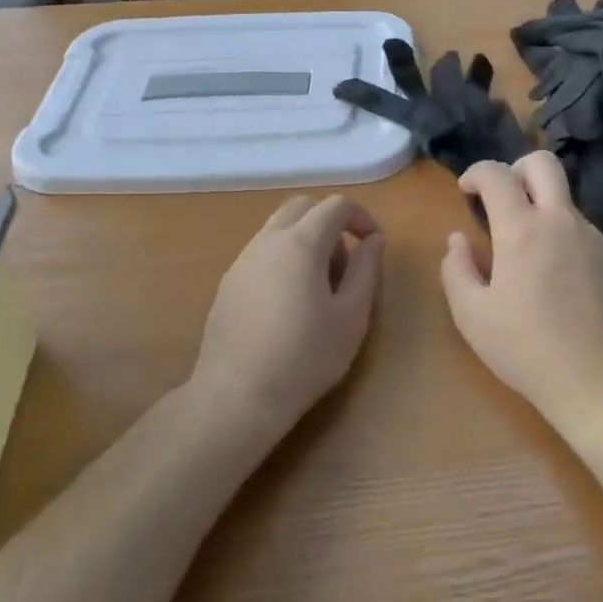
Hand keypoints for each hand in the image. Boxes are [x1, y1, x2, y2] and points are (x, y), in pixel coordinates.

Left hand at [191, 196, 384, 435]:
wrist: (237, 395)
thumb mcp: (351, 316)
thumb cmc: (306, 357)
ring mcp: (242, 260)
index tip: (374, 244)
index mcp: (301, 243)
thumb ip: (366, 270)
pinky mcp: (228, 283)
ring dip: (305, 240)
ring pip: (278, 228)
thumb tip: (374, 240)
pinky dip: (283, 258)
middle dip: (330, 222)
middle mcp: (267, 241)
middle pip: (302, 207)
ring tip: (319, 287)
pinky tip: (289, 304)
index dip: (361, 217)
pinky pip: (261, 252)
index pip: (336, 206)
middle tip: (345, 262)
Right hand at [440, 152, 602, 414]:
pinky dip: (560, 237)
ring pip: (564, 200)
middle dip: (516, 169)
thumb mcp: (471, 315)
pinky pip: (580, 231)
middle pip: (544, 163)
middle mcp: (561, 221)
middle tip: (501, 200)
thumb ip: (456, 269)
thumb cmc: (525, 347)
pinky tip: (554, 279)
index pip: (497, 174)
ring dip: (540, 209)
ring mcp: (593, 238)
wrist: (598, 378)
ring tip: (525, 254)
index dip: (476, 173)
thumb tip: (458, 239)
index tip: (466, 191)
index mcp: (522, 230)